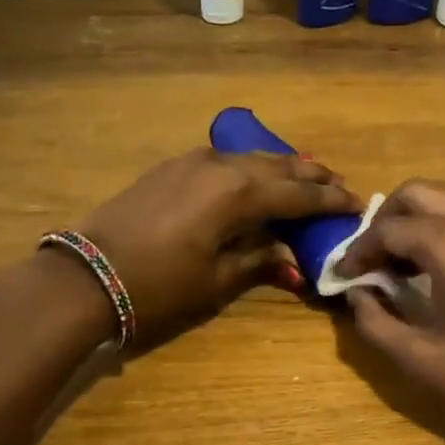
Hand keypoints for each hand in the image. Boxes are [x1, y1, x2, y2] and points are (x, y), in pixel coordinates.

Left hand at [74, 149, 360, 346]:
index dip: (329, 200)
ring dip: (281, 167)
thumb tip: (290, 257)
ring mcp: (192, 162)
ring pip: (250, 158)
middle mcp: (221, 166)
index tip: (356, 204)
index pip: (298, 194)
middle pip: (278, 167)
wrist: (88, 274)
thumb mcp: (217, 281)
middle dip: (311, 176)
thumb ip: (259, 260)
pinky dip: (250, 168)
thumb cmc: (159, 286)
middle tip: (337, 185)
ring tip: (305, 176)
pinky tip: (255, 177)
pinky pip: (224, 160)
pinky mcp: (171, 168)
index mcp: (239, 194)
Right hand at [337, 180, 444, 444]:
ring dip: (413, 222)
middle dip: (384, 222)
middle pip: (416, 194)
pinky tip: (433, 268)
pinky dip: (441, 227)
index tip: (339, 276)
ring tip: (395, 266)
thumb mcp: (424, 360)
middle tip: (368, 262)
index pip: (386, 229)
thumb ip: (376, 323)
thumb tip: (357, 294)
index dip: (356, 251)